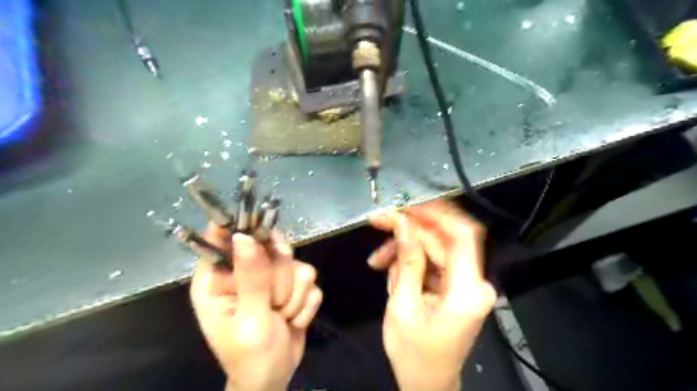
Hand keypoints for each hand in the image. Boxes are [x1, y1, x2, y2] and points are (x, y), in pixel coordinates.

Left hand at [190, 225, 321, 390]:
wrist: (275, 376)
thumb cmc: (250, 355)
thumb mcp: (248, 319)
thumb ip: (250, 277)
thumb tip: (244, 236)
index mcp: (218, 278)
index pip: (223, 237)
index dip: (242, 228)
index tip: (264, 238)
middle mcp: (245, 271)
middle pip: (271, 245)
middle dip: (279, 278)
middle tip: (274, 302)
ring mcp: (272, 277)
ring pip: (296, 263)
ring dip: (293, 296)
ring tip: (281, 316)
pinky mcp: (293, 286)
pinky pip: (310, 280)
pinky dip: (305, 304)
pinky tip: (293, 320)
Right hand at [367, 202, 497, 390]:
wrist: (428, 384)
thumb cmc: (413, 354)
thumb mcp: (402, 307)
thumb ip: (406, 262)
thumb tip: (402, 225)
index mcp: (466, 291)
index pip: (461, 236)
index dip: (436, 214)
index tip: (407, 206)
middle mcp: (474, 283)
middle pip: (442, 240)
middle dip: (409, 231)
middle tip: (378, 224)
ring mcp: (467, 284)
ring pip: (435, 248)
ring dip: (405, 248)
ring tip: (378, 261)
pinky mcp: (457, 286)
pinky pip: (433, 262)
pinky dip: (411, 262)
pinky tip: (392, 272)